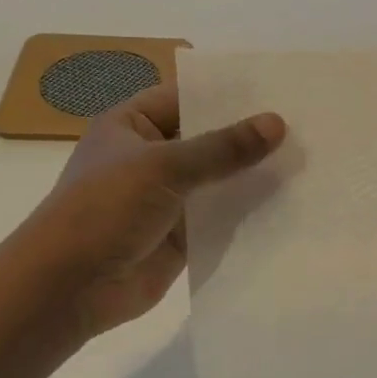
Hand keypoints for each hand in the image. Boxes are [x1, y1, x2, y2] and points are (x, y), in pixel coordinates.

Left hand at [21, 83, 284, 340]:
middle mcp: (149, 156)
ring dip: (252, 174)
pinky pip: (221, 216)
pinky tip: (289, 202)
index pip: (185, 97)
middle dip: (248, 136)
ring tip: (307, 160)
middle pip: (206, 139)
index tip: (277, 90)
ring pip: (218, 180)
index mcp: (131, 125)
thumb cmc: (105, 209)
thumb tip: (277, 123)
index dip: (227, 94)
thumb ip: (223, 147)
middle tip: (304, 125)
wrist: (70, 287)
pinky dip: (247, 212)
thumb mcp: (164, 167)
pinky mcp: (182, 236)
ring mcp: (166, 198)